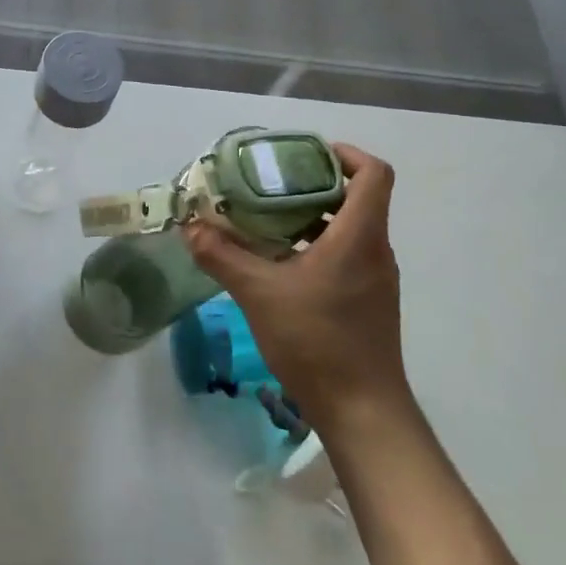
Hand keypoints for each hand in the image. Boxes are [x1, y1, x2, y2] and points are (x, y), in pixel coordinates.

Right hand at [185, 144, 405, 430]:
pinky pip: (346, 256)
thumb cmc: (317, 342)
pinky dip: (315, 247)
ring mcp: (375, 279)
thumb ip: (222, 256)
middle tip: (268, 185)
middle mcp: (375, 251)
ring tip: (265, 220)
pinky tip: (278, 265)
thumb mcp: (259, 294)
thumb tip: (190, 226)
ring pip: (348, 229)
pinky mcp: (368, 302)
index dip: (345, 154)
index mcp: (359, 237)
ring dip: (311, 218)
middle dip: (313, 185)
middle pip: (357, 197)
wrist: (363, 411)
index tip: (304, 155)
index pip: (374, 174)